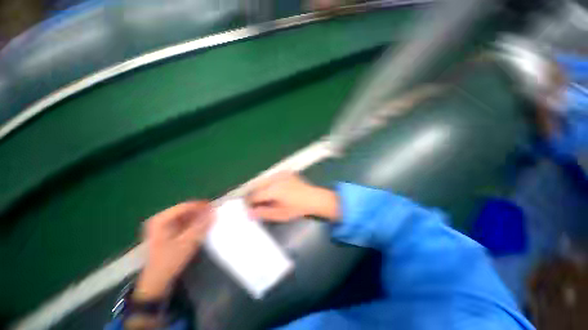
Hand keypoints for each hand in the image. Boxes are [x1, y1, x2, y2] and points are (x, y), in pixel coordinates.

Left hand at [135, 201, 213, 300]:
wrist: (157, 281)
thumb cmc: (169, 261)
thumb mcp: (187, 243)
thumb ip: (201, 226)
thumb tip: (214, 212)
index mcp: (161, 220)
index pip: (184, 207)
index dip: (200, 206)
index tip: (214, 208)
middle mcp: (160, 219)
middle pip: (184, 210)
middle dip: (200, 212)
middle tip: (213, 215)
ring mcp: (163, 226)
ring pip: (185, 216)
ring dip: (198, 218)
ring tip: (209, 221)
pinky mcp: (167, 232)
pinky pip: (183, 223)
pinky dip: (193, 224)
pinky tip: (201, 227)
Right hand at [247, 172, 339, 221]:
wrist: (314, 198)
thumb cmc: (297, 208)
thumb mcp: (280, 214)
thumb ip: (263, 213)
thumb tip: (248, 213)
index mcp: (273, 190)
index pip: (254, 195)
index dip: (250, 202)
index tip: (250, 207)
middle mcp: (275, 179)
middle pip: (257, 185)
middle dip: (254, 194)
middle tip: (257, 203)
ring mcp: (281, 174)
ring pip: (264, 179)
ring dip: (261, 187)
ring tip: (265, 197)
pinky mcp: (286, 172)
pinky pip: (272, 176)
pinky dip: (269, 182)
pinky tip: (275, 190)